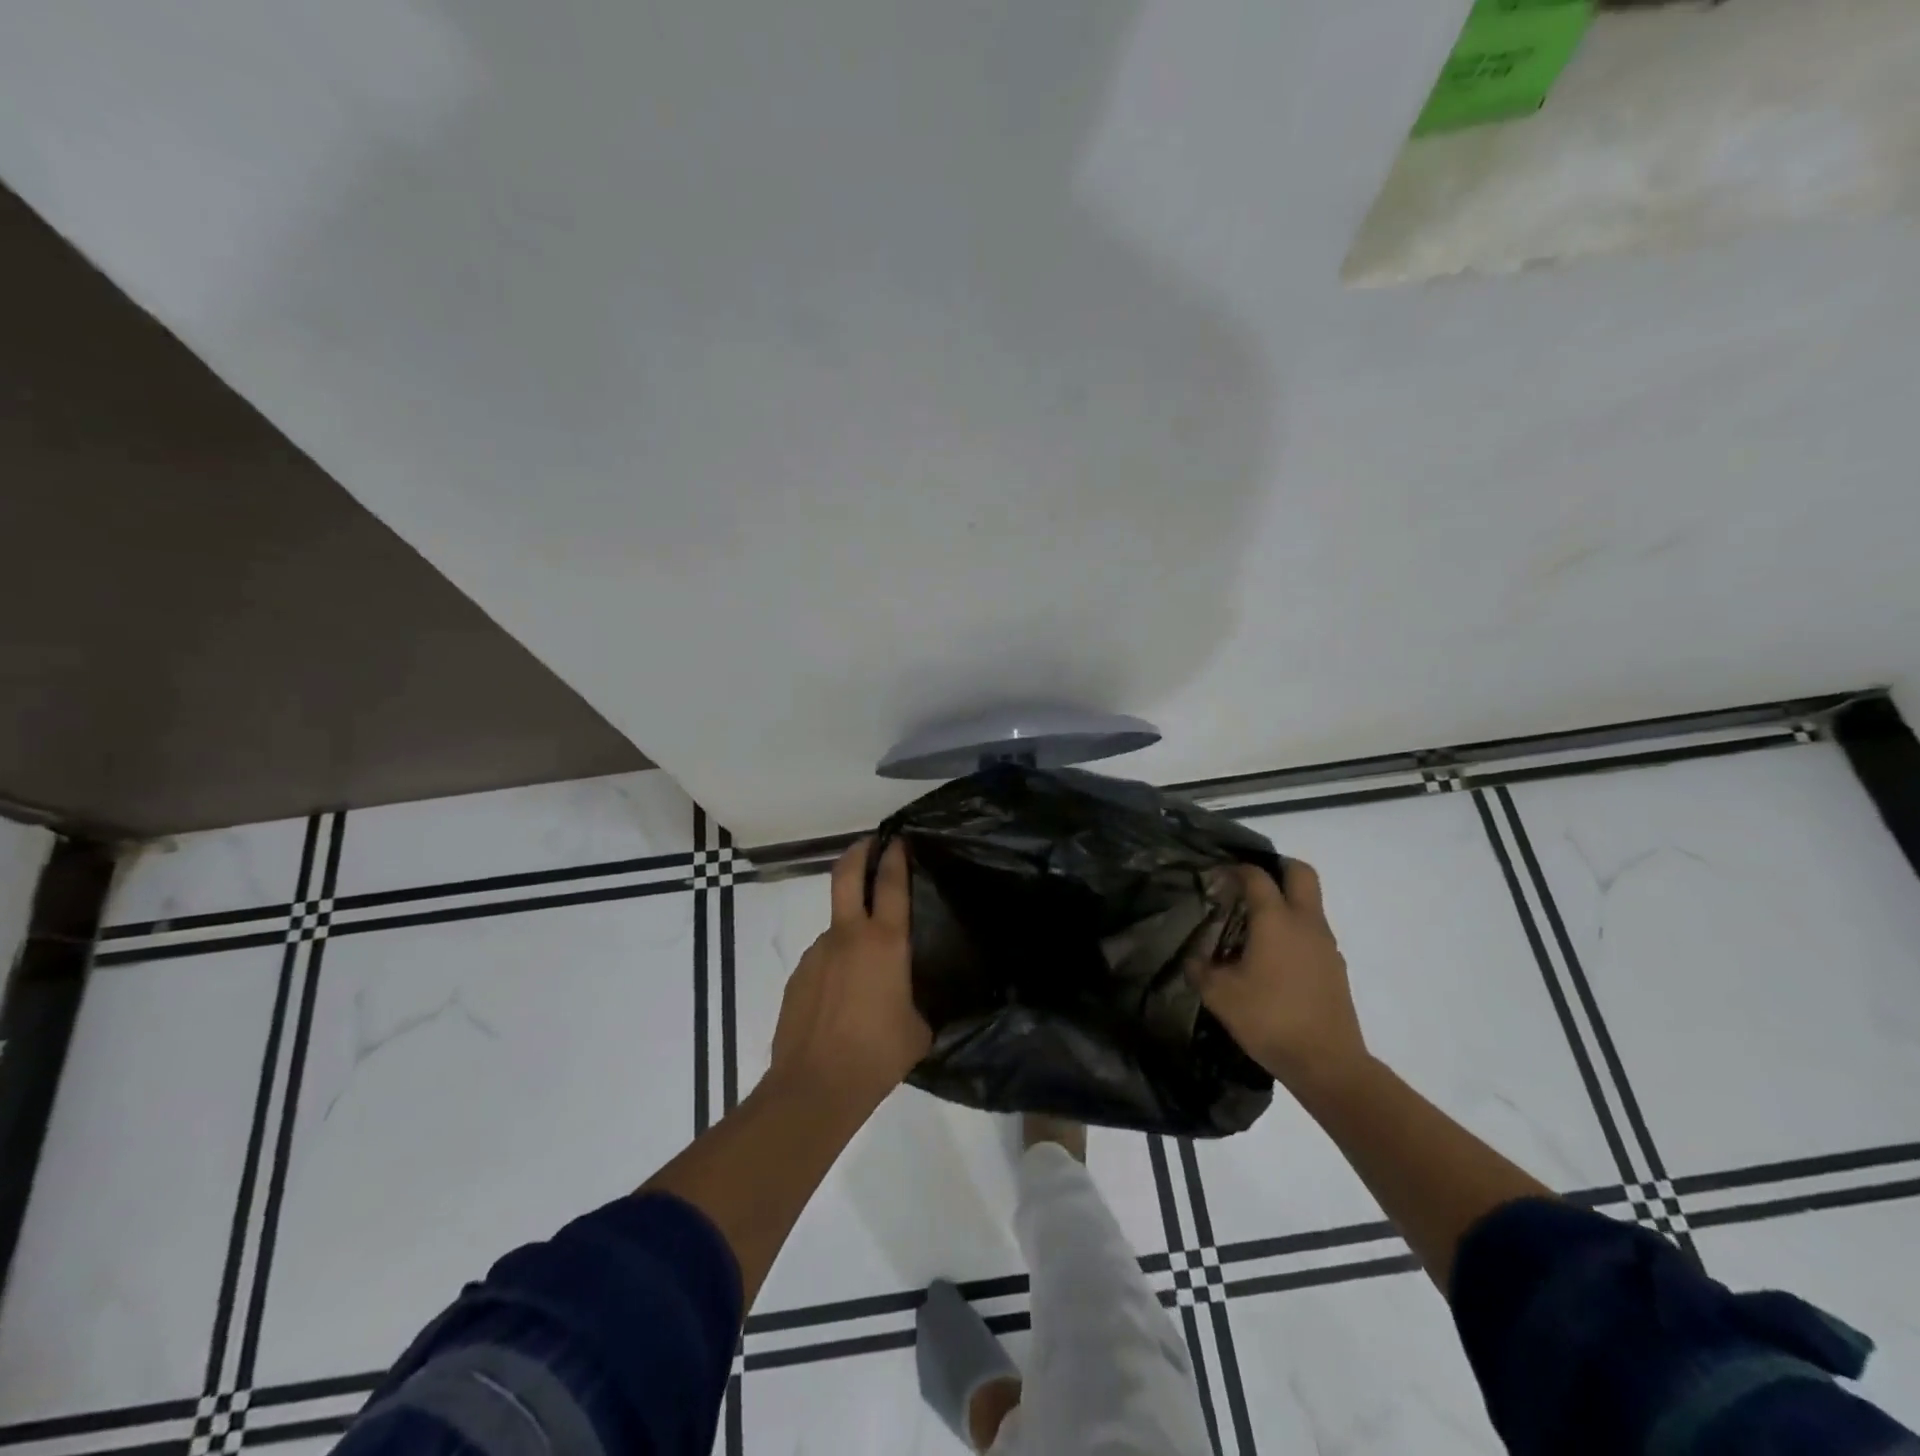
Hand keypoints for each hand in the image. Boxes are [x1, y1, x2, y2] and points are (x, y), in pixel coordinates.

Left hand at [768, 838, 930, 1105]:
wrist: (814, 1086)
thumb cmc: (877, 1055)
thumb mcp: (918, 1029)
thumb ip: (916, 1000)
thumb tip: (910, 998)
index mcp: (885, 943)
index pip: (892, 883)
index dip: (896, 856)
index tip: (899, 840)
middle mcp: (848, 936)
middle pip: (847, 874)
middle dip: (859, 851)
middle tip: (870, 843)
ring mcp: (817, 953)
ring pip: (836, 923)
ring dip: (851, 927)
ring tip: (866, 968)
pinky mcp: (798, 975)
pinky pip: (823, 959)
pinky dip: (836, 965)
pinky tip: (843, 998)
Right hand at [1188, 860, 1369, 1095]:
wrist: (1328, 1064)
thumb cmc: (1269, 1019)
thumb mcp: (1219, 995)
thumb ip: (1200, 969)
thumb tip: (1194, 958)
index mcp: (1275, 920)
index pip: (1257, 876)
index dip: (1235, 869)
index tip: (1217, 876)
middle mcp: (1305, 923)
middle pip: (1301, 873)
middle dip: (1277, 868)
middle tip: (1250, 883)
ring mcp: (1326, 945)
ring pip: (1310, 904)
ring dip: (1286, 902)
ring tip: (1254, 927)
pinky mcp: (1335, 967)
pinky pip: (1313, 933)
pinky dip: (1294, 931)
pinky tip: (1273, 959)